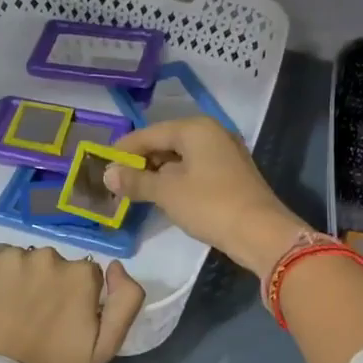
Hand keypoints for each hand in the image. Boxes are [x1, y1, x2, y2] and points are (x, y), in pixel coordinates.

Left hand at [0, 245, 145, 362]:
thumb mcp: (105, 347)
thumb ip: (126, 302)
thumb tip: (116, 266)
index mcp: (82, 275)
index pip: (86, 277)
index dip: (75, 300)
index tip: (62, 324)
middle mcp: (50, 257)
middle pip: (55, 266)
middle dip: (48, 287)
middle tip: (34, 322)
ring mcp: (12, 258)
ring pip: (24, 263)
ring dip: (22, 281)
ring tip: (10, 315)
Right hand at [104, 117, 308, 275]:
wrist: (260, 232)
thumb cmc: (210, 205)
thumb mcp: (167, 193)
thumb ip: (136, 181)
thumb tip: (106, 174)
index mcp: (195, 129)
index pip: (150, 133)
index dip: (125, 148)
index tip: (102, 163)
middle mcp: (212, 134)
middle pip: (167, 142)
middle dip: (141, 161)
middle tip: (117, 179)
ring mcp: (224, 154)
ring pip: (181, 158)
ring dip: (158, 173)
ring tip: (135, 190)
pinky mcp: (231, 175)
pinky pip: (195, 170)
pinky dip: (176, 180)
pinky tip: (163, 196)